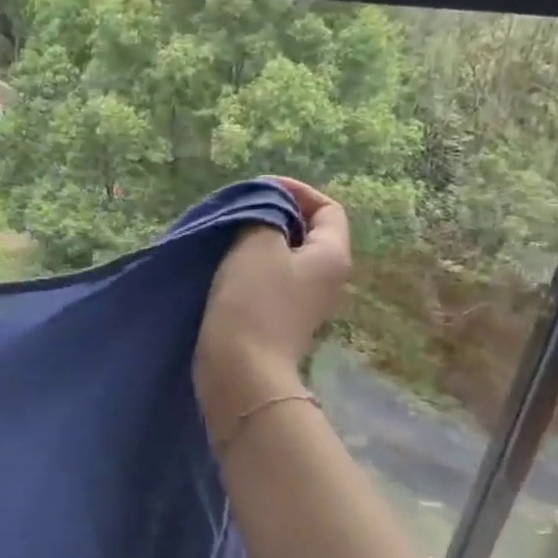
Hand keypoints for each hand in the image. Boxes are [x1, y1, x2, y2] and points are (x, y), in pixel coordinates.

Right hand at [194, 177, 351, 430]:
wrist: (240, 370)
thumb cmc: (253, 301)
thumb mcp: (257, 243)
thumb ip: (265, 213)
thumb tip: (266, 206)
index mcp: (333, 255)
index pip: (328, 208)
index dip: (296, 191)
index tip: (258, 188)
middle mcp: (327, 278)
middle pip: (307, 231)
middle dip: (275, 214)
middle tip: (239, 210)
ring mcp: (305, 302)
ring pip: (285, 256)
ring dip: (258, 241)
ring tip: (227, 234)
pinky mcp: (281, 319)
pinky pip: (271, 280)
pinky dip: (251, 266)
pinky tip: (224, 266)